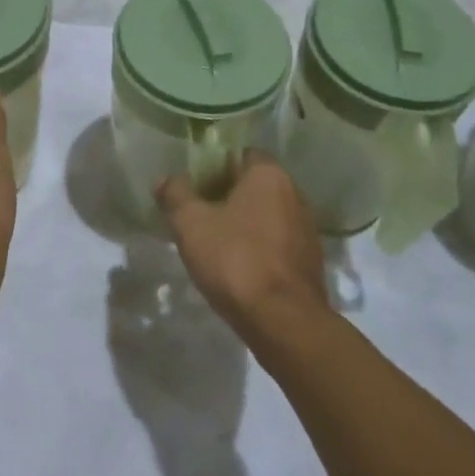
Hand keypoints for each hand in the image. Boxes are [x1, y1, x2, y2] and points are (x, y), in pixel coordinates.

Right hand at [154, 154, 327, 337]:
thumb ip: (176, 195)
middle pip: (254, 184)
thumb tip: (164, 179)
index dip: (214, 166)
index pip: (240, 154)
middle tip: (198, 212)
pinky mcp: (310, 261)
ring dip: (244, 222)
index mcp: (269, 174)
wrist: (284, 321)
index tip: (193, 184)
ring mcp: (306, 229)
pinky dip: (259, 246)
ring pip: (267, 214)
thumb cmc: (236, 259)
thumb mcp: (191, 224)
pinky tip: (238, 266)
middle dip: (227, 194)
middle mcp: (295, 193)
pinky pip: (277, 241)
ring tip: (214, 241)